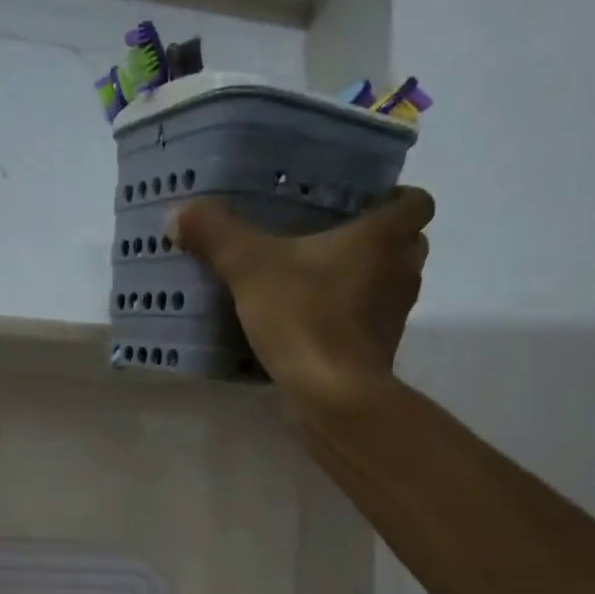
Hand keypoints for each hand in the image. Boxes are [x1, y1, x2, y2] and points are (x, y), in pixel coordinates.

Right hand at [173, 187, 435, 411]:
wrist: (331, 394)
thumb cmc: (304, 317)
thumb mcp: (249, 268)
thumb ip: (216, 236)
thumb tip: (179, 212)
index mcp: (384, 237)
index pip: (415, 202)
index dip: (393, 198)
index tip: (360, 204)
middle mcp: (402, 271)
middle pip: (405, 244)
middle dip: (375, 241)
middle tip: (330, 241)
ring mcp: (395, 316)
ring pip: (388, 285)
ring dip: (362, 281)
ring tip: (316, 282)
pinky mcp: (379, 351)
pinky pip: (369, 323)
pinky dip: (348, 320)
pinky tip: (310, 324)